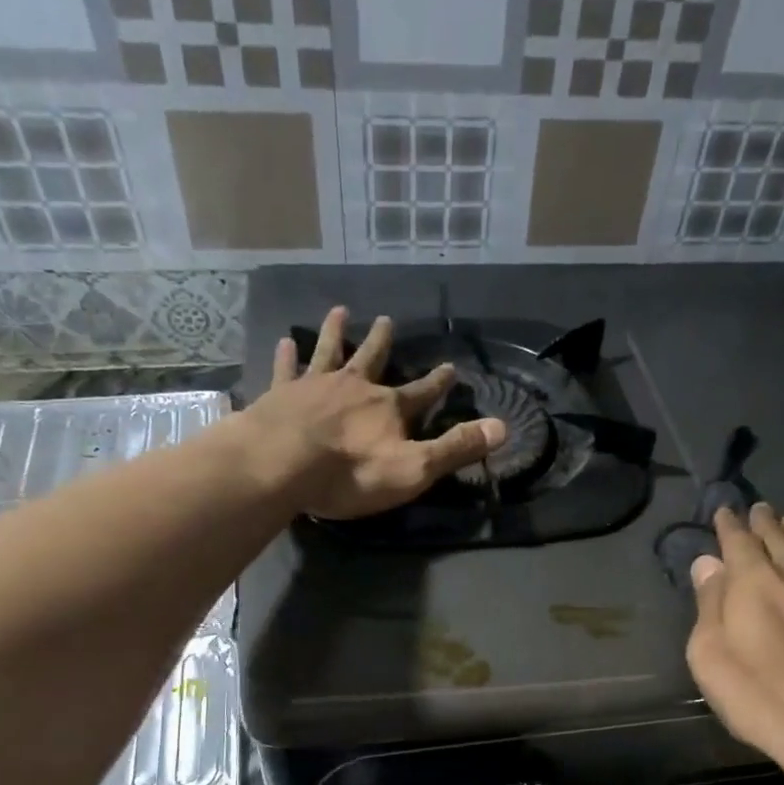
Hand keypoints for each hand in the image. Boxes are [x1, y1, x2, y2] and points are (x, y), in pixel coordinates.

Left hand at [244, 306, 506, 519]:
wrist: (281, 465)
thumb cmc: (351, 473)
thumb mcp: (414, 468)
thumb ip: (456, 448)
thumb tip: (503, 427)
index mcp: (388, 407)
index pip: (422, 392)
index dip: (438, 383)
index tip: (450, 368)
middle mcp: (354, 387)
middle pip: (371, 358)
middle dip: (381, 342)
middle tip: (386, 320)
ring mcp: (314, 386)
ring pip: (328, 352)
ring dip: (335, 332)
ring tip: (338, 311)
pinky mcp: (280, 395)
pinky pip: (286, 369)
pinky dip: (287, 356)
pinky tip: (285, 341)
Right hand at [686, 505, 783, 784]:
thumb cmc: (761, 698)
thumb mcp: (711, 656)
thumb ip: (710, 605)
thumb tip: (708, 563)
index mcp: (755, 583)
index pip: (739, 541)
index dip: (729, 524)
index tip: (724, 510)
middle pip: (779, 538)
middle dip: (764, 522)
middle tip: (758, 508)